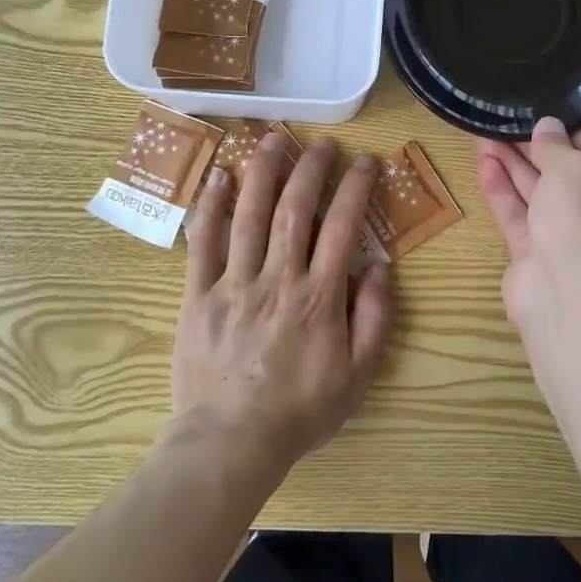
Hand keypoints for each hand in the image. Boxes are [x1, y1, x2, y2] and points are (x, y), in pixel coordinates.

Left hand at [172, 133, 392, 474]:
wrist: (231, 442)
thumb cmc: (301, 410)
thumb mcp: (358, 374)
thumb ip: (375, 317)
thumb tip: (381, 266)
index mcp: (319, 296)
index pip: (342, 227)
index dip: (355, 188)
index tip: (365, 162)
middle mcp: (278, 278)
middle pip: (294, 209)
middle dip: (310, 168)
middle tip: (321, 143)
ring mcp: (234, 283)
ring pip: (249, 215)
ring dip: (263, 171)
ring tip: (273, 139)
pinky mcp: (199, 295)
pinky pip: (203, 243)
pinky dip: (211, 207)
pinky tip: (219, 177)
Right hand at [477, 118, 580, 331]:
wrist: (567, 290)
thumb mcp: (573, 167)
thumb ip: (555, 145)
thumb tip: (547, 126)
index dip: (571, 131)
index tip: (543, 114)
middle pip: (562, 173)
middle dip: (533, 148)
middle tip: (503, 122)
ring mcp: (563, 235)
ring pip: (535, 193)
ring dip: (511, 165)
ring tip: (483, 136)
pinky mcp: (533, 253)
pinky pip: (516, 214)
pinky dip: (501, 190)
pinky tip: (483, 164)